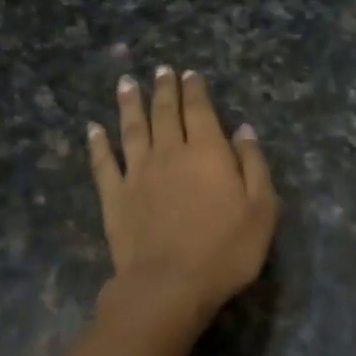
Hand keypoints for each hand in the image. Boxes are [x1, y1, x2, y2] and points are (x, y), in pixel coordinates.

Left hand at [87, 66, 278, 320]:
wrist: (169, 285)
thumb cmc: (226, 250)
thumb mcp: (261, 209)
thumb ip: (253, 164)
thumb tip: (243, 129)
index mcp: (207, 152)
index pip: (200, 111)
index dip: (195, 90)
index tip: (189, 73)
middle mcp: (170, 153)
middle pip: (165, 113)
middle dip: (164, 89)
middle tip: (160, 70)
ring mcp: (138, 174)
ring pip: (132, 129)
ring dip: (130, 104)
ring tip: (126, 83)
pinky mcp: (114, 197)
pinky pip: (103, 163)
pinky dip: (98, 144)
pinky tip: (93, 129)